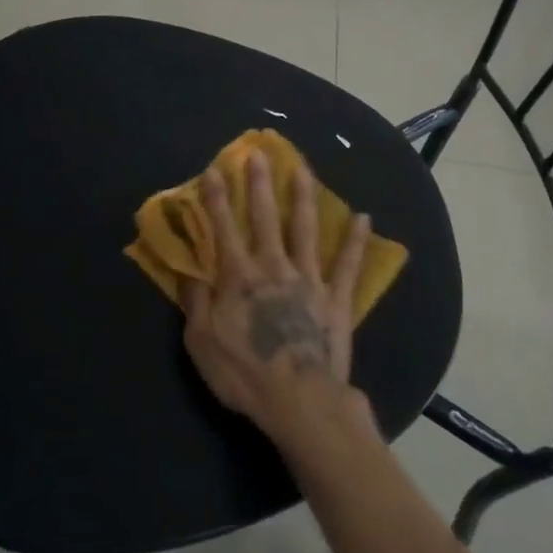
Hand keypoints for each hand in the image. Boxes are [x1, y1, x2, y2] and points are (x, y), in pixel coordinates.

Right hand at [179, 151, 374, 446]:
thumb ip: (195, 300)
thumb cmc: (244, 372)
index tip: (215, 169)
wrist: (299, 398)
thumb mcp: (201, 341)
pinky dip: (356, 241)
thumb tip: (188, 267)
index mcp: (239, 276)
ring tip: (304, 169)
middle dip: (260, 184)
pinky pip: (348, 265)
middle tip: (259, 153)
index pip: (224, 228)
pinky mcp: (336, 298)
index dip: (217, 199)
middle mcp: (274, 267)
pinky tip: (364, 217)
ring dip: (304, 197)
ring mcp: (309, 279)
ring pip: (306, 229)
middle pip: (265, 218)